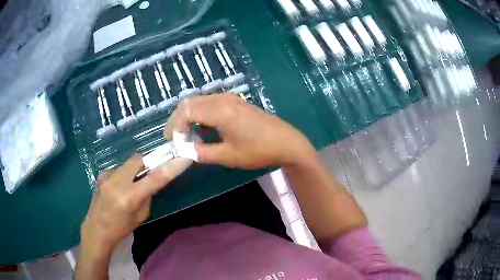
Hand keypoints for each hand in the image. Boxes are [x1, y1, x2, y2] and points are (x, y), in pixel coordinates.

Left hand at [80, 154, 191, 251]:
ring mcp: (107, 176)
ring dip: (134, 171)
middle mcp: (117, 182)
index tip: (183, 158)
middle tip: (149, 175)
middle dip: (147, 163)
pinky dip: (124, 176)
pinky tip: (119, 189)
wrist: (96, 229)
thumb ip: (148, 196)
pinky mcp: (101, 174)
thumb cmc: (121, 228)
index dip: (171, 167)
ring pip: (127, 164)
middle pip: (138, 159)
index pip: (154, 179)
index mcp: (129, 197)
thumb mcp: (140, 217)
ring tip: (130, 187)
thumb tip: (153, 181)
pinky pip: (118, 170)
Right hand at [165, 94, 315, 168]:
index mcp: (220, 111)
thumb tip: (186, 150)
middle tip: (174, 136)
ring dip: (189, 114)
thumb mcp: (228, 156)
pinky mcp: (236, 101)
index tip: (173, 141)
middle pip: (190, 102)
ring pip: (200, 100)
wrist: (286, 141)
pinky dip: (201, 112)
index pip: (187, 111)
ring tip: (185, 133)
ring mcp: (231, 98)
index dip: (176, 126)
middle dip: (178, 118)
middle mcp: (223, 99)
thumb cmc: (258, 150)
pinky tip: (202, 127)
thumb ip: (203, 152)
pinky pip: (211, 102)